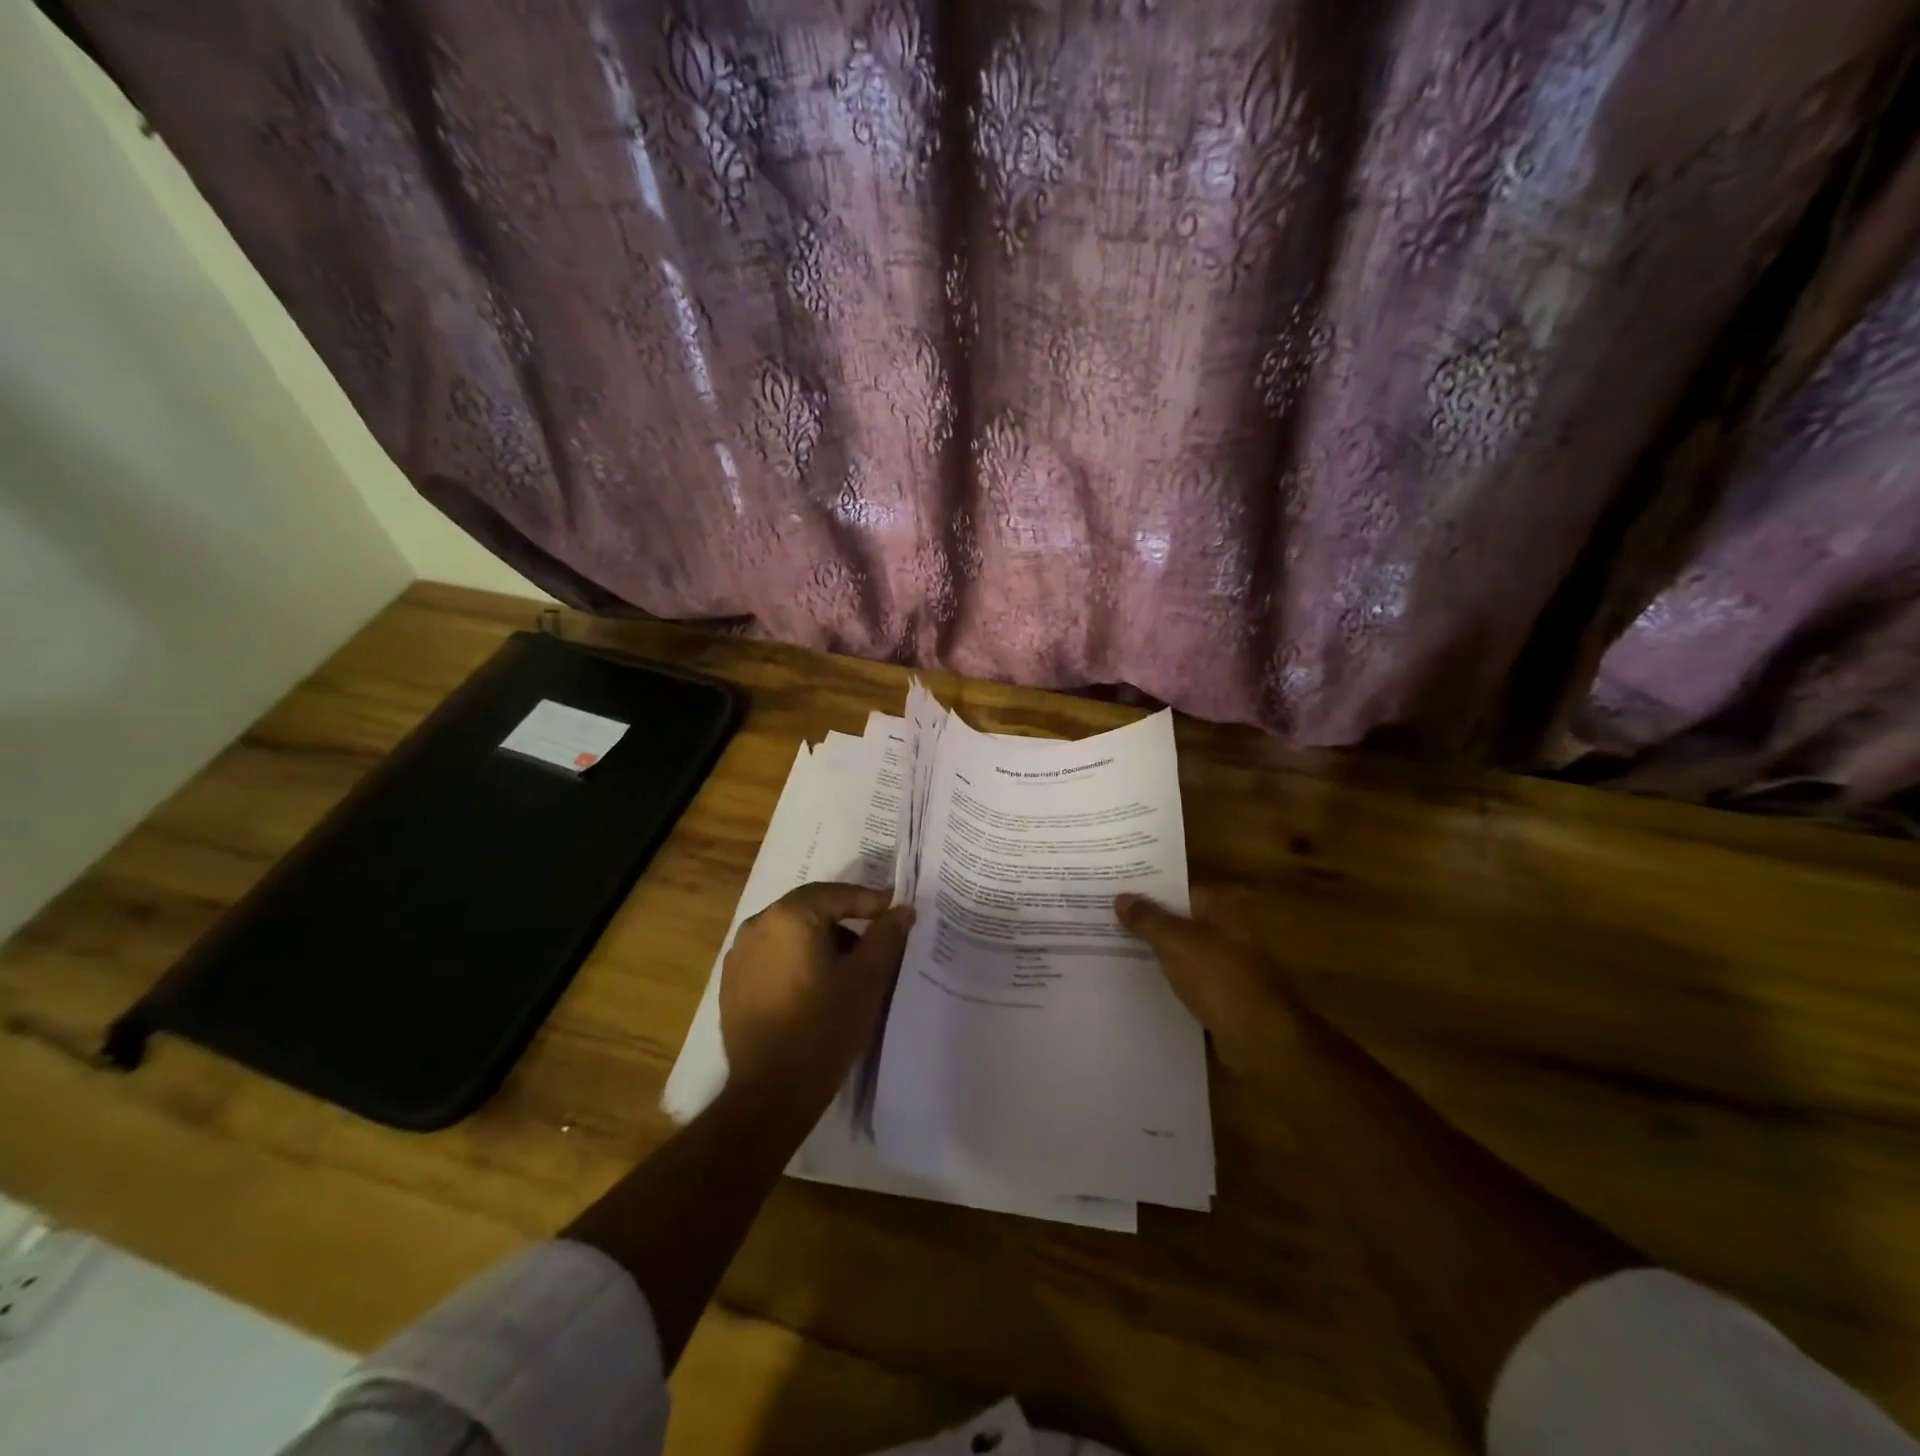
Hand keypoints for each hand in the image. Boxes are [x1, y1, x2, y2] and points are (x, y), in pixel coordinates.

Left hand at [720, 882, 915, 1107]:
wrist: (770, 1093)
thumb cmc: (823, 1028)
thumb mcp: (866, 979)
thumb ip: (886, 937)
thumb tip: (902, 910)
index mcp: (788, 917)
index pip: (836, 894)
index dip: (870, 901)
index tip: (896, 911)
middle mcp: (757, 926)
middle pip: (810, 909)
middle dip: (846, 918)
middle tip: (877, 932)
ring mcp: (739, 956)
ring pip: (790, 933)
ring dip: (822, 939)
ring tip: (851, 963)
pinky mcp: (732, 984)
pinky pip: (773, 956)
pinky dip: (798, 959)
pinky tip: (817, 984)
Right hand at [1114, 891, 1304, 1079]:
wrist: (1257, 1037)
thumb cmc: (1217, 977)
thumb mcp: (1174, 942)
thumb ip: (1147, 919)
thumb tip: (1121, 897)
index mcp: (1222, 910)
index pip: (1181, 892)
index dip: (1150, 893)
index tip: (1118, 897)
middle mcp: (1229, 932)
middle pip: (1183, 922)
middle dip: (1151, 924)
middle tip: (1110, 924)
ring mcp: (1230, 966)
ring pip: (1186, 953)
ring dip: (1160, 954)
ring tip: (1119, 953)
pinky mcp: (1227, 997)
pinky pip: (1191, 981)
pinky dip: (1172, 981)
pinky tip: (1146, 986)